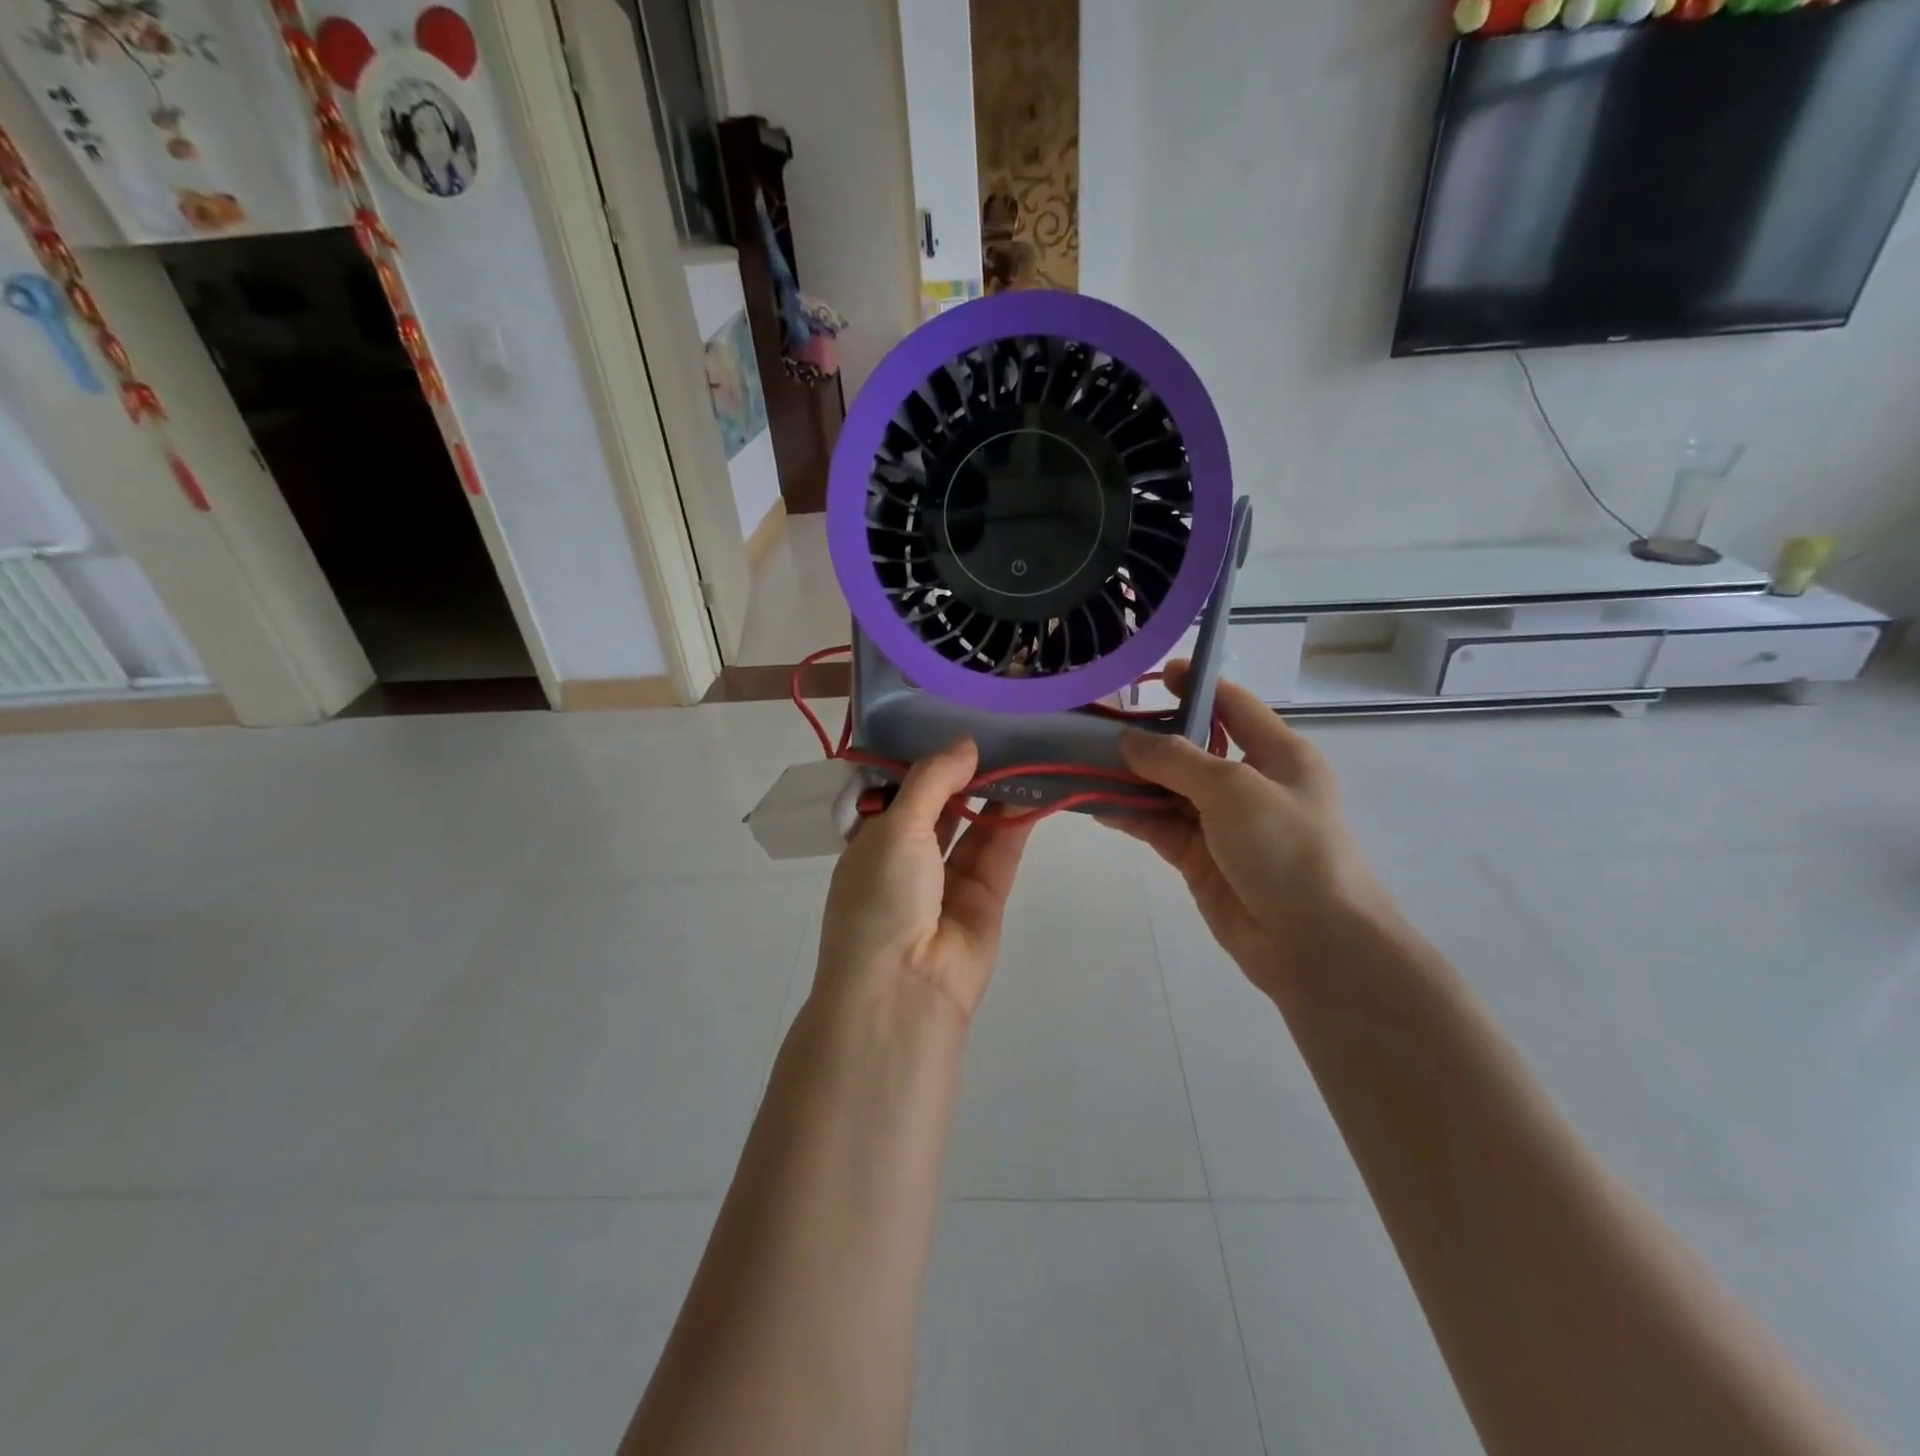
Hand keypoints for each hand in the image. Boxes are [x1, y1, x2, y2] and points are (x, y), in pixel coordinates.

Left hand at [814, 739, 1035, 1024]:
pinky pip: (999, 852)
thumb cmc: (881, 898)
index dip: (928, 761)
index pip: (902, 792)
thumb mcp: (896, 827)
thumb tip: (965, 743)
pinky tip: (1033, 788)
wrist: (903, 990)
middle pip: (942, 807)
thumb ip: (933, 781)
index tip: (957, 722)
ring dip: (995, 795)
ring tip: (1023, 753)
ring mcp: (947, 882)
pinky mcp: (985, 901)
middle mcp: (908, 860)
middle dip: (966, 775)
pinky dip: (1014, 823)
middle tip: (999, 732)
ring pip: (975, 828)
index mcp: (872, 842)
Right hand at [1105, 663, 1389, 997]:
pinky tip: (1096, 805)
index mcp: (1278, 754)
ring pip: (1168, 790)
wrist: (1314, 944)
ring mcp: (1223, 824)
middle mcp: (1250, 784)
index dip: (1195, 686)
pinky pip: (1159, 827)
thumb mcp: (1234, 789)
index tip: (1153, 675)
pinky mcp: (1201, 859)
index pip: (1232, 706)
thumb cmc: (1287, 849)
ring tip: (1083, 762)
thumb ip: (1176, 759)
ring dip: (1130, 778)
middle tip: (1097, 724)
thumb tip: (1129, 740)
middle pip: (1192, 749)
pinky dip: (1130, 815)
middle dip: (1148, 737)